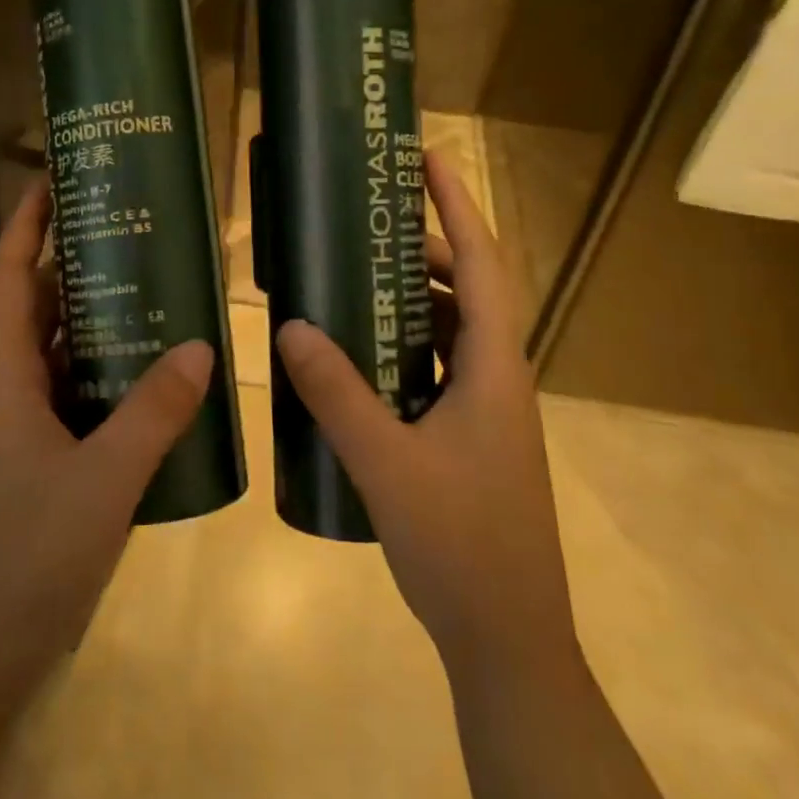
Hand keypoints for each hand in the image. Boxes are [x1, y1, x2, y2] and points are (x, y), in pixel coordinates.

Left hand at [0, 175, 212, 738]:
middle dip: (71, 263)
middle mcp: (3, 395)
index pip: (10, 281)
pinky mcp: (35, 464)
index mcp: (1, 382)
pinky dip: (103, 373)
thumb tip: (201, 345)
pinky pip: (71, 396)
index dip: (26, 227)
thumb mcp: (102, 483)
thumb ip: (153, 413)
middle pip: (33, 309)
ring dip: (91, 318)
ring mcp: (17, 432)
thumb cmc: (26, 564)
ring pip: (54, 354)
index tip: (53, 179)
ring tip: (147, 284)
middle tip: (126, 227)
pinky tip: (148, 373)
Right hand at [275, 151, 577, 681]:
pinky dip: (405, 347)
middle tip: (366, 227)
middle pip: (467, 290)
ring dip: (412, 299)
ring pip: (452, 332)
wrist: (508, 640)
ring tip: (355, 281)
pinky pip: (438, 369)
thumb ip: (337, 393)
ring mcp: (488, 410)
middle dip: (423, 249)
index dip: (458, 206)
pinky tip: (360, 358)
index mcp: (494, 369)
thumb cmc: (460, 545)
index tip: (429, 159)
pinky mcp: (471, 438)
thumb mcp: (385, 463)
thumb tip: (290, 326)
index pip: (482, 265)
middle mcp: (498, 378)